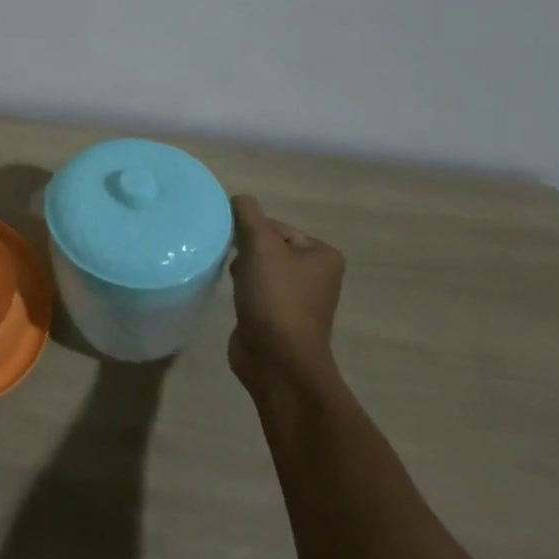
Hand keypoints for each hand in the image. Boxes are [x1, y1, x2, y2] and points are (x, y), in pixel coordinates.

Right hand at [226, 193, 344, 394]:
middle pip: (268, 246)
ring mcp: (298, 299)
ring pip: (260, 268)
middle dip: (246, 251)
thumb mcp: (260, 245)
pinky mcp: (279, 318)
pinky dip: (244, 290)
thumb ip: (248, 214)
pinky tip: (235, 297)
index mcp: (323, 256)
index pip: (277, 227)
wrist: (278, 360)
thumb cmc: (276, 298)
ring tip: (236, 283)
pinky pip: (256, 290)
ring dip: (243, 270)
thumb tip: (239, 198)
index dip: (251, 232)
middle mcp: (316, 276)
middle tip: (236, 265)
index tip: (237, 246)